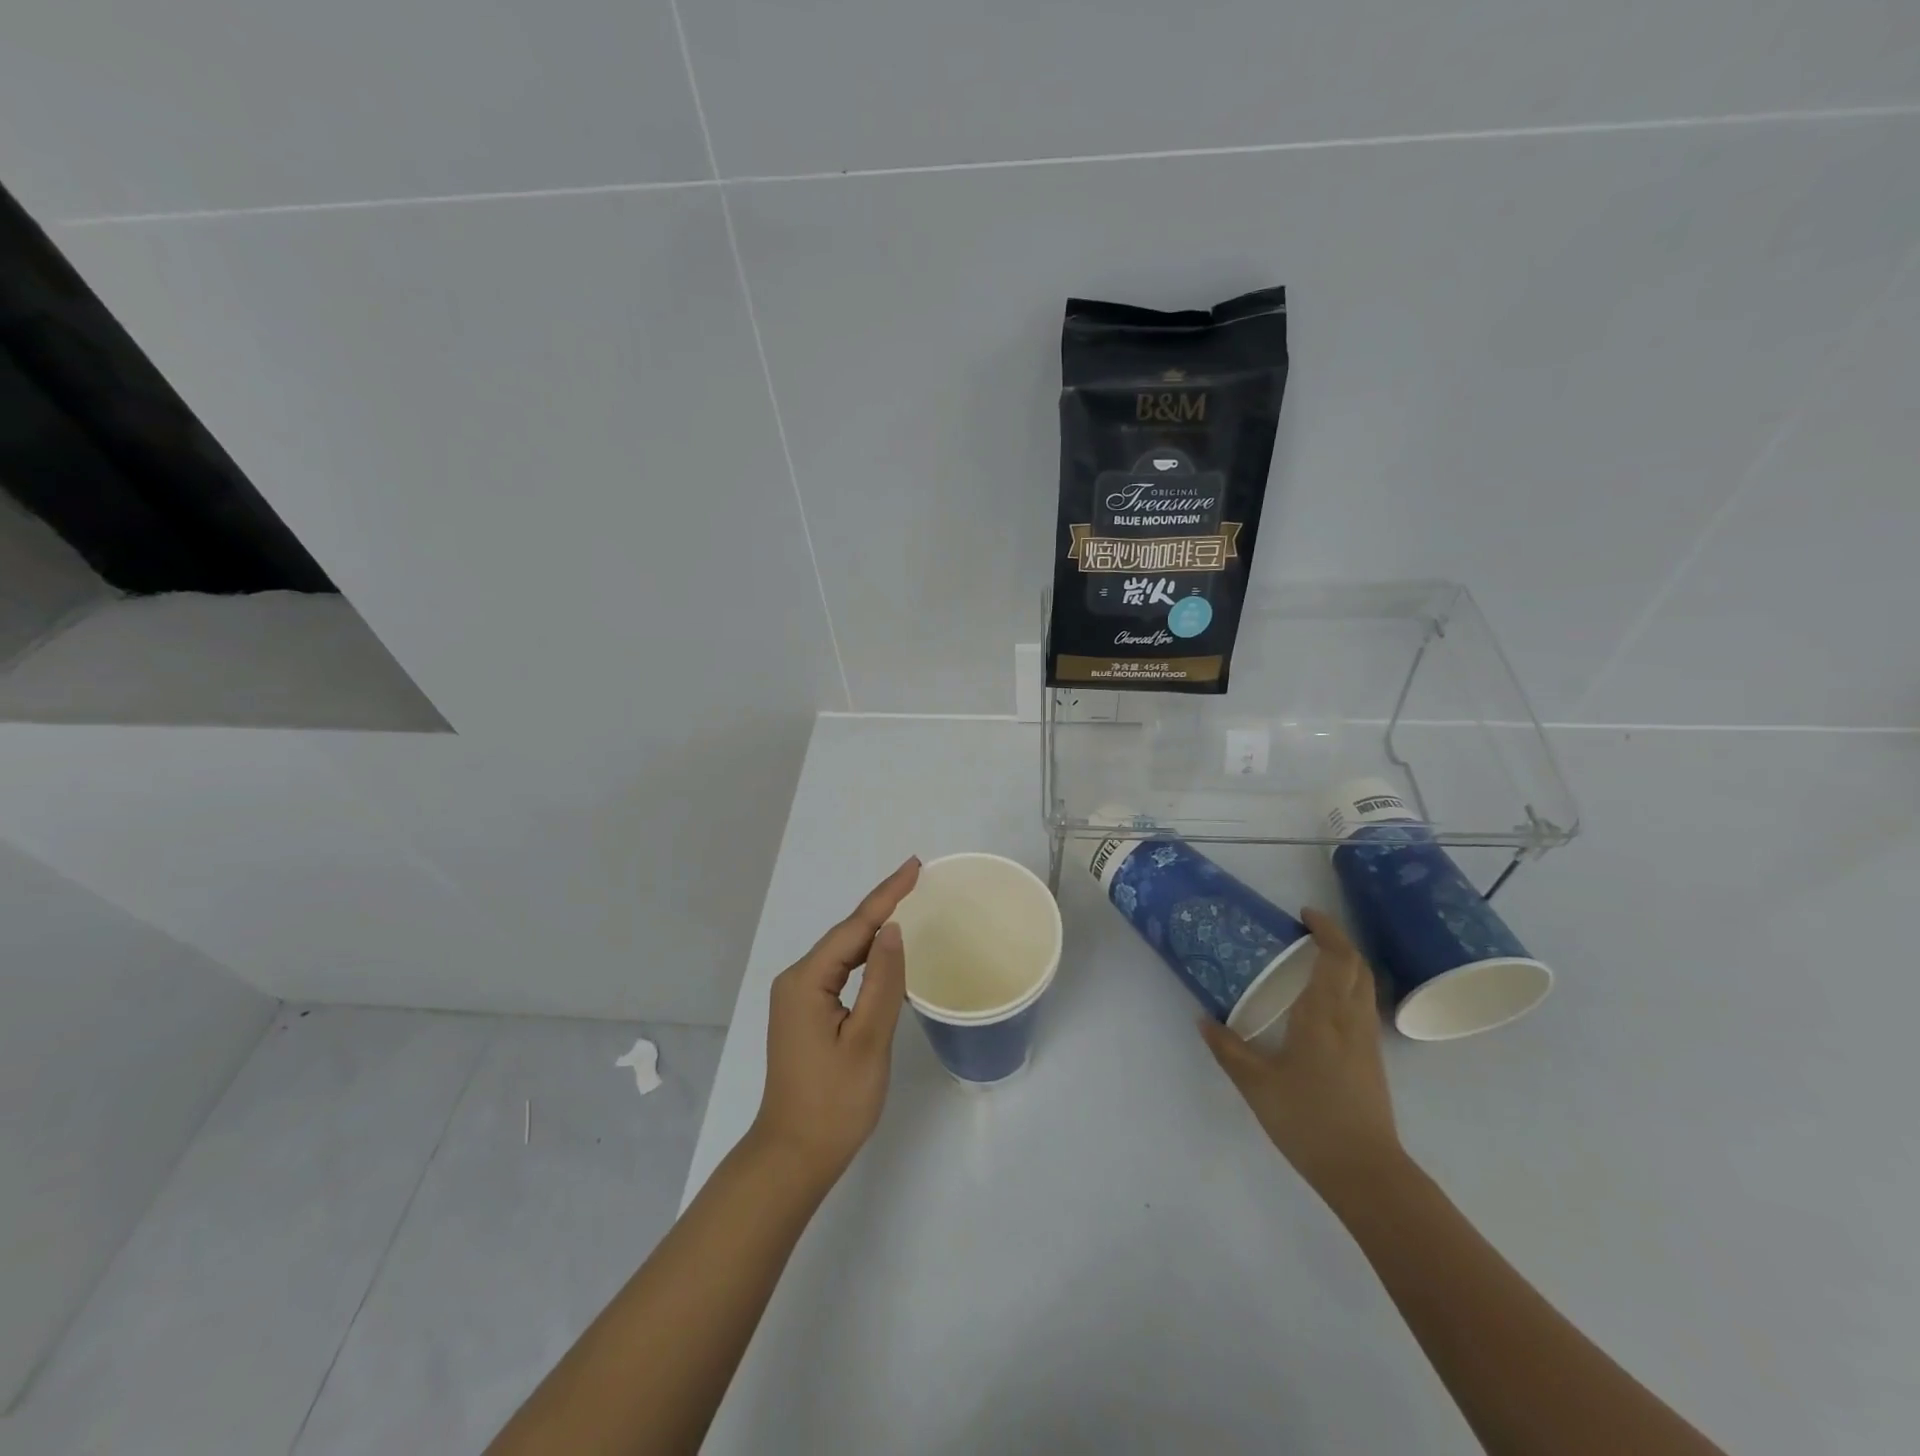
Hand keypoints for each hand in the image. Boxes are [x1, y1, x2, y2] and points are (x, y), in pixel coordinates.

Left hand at [751, 857, 919, 1182]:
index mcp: (807, 981)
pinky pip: (840, 972)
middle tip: (918, 878)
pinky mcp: (806, 1014)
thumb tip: (893, 929)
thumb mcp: (867, 1040)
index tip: (915, 866)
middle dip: (882, 904)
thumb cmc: (835, 1102)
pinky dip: (865, 956)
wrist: (794, 1156)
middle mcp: (797, 980)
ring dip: (874, 928)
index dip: (887, 894)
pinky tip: (884, 953)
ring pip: (843, 952)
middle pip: (847, 934)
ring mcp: (799, 998)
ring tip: (907, 903)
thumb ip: (883, 981)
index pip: (855, 927)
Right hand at [1199, 908, 1404, 1202]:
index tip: (1304, 914)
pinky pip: (1363, 1007)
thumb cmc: (1308, 1120)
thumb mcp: (1256, 1084)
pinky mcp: (1373, 1060)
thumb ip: (1228, 1048)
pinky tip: (1324, 1005)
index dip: (1326, 929)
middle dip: (1337, 941)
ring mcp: (1367, 1041)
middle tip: (1306, 933)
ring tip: (1312, 962)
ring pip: (1364, 986)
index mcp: (1323, 1016)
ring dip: (1345, 964)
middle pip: (1357, 966)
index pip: (1335, 958)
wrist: (1365, 1172)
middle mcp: (1351, 1020)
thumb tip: (1203, 1019)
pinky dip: (1347, 988)